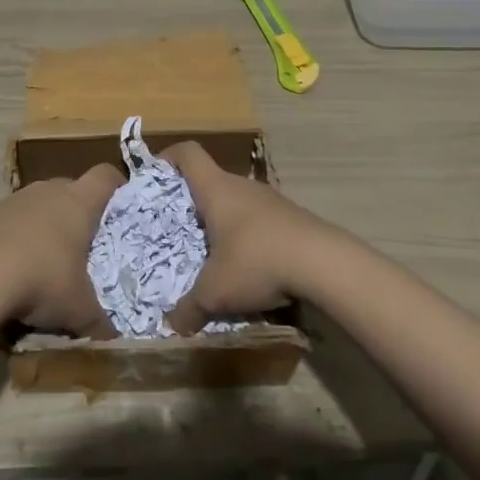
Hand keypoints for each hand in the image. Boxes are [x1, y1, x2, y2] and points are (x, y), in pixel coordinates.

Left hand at [0, 164, 123, 337]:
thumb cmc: (43, 280)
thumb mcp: (78, 309)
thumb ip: (99, 320)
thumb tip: (112, 337)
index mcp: (79, 202)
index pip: (105, 176)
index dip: (116, 184)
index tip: (120, 203)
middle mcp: (49, 191)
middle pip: (71, 187)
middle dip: (78, 211)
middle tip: (83, 243)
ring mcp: (15, 199)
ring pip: (39, 203)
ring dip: (45, 223)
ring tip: (46, 259)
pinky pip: (12, 219)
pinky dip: (18, 235)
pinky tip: (14, 266)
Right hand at [162, 141, 333, 334]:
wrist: (324, 264)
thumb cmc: (257, 261)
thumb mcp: (215, 292)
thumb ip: (189, 308)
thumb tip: (172, 325)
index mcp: (216, 189)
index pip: (188, 154)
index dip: (168, 158)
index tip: (154, 176)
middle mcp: (242, 187)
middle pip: (210, 180)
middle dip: (191, 202)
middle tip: (176, 229)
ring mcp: (270, 200)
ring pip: (236, 202)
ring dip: (221, 222)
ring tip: (210, 254)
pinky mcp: (291, 218)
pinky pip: (258, 220)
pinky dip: (246, 236)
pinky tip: (247, 266)